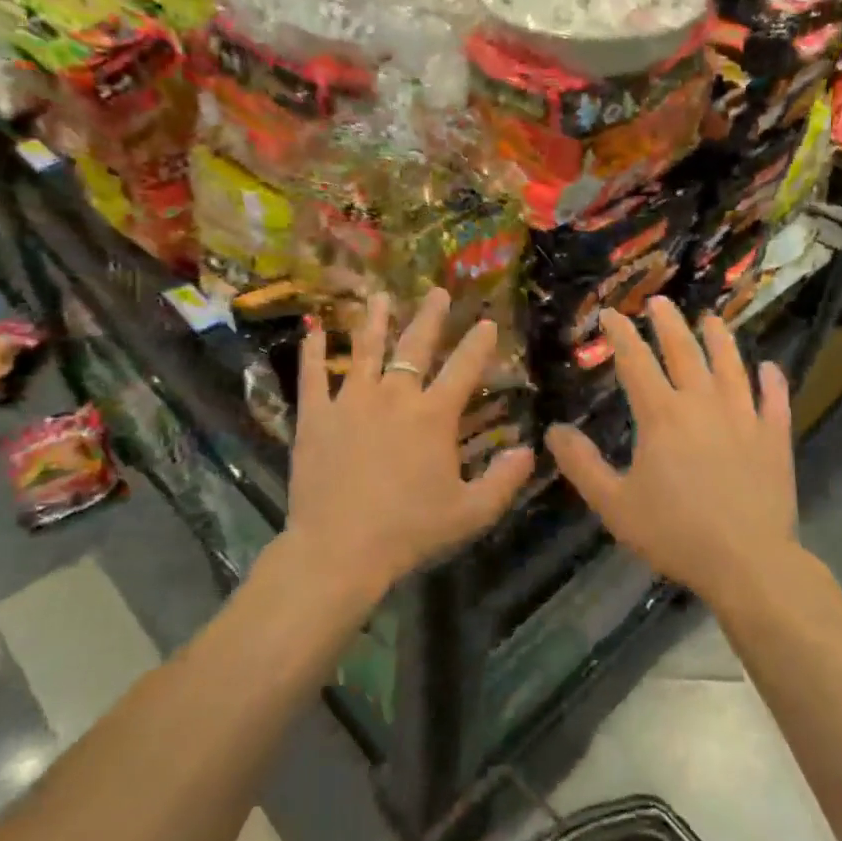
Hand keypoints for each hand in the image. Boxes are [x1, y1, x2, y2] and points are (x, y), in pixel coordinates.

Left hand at [285, 289, 533, 597]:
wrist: (340, 548)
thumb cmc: (409, 530)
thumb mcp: (470, 513)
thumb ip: (504, 480)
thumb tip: (528, 450)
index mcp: (433, 416)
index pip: (464, 368)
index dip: (479, 344)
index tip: (488, 322)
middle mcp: (394, 396)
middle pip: (415, 346)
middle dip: (430, 317)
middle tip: (437, 292)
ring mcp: (351, 401)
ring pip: (365, 350)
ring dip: (375, 321)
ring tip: (379, 297)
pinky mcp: (316, 415)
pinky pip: (313, 375)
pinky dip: (313, 352)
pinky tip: (313, 330)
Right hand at [547, 298, 797, 607]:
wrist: (747, 562)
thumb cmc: (675, 532)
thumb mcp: (614, 504)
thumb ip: (582, 465)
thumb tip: (554, 431)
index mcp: (662, 415)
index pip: (636, 362)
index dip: (621, 335)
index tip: (611, 313)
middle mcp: (702, 404)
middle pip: (684, 351)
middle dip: (668, 323)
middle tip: (659, 301)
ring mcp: (743, 418)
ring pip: (730, 366)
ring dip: (719, 339)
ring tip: (711, 319)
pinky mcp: (774, 438)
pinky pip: (774, 401)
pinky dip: (771, 381)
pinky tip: (769, 368)